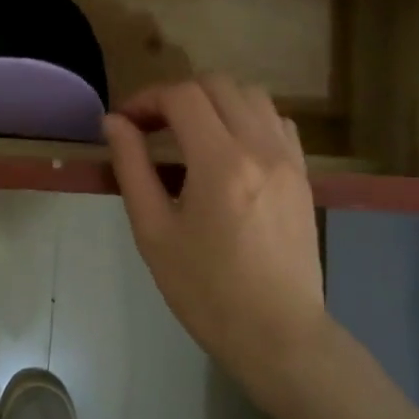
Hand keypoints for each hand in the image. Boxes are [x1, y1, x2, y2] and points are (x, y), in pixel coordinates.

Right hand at [102, 76, 336, 407]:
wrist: (277, 334)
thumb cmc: (205, 290)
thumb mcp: (154, 232)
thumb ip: (132, 168)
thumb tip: (115, 122)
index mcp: (220, 162)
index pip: (181, 97)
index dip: (146, 99)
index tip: (124, 123)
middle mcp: (260, 148)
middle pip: (217, 84)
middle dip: (177, 94)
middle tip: (150, 126)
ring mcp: (289, 158)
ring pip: (251, 94)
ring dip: (213, 100)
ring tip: (188, 132)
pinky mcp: (304, 174)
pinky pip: (276, 121)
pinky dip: (246, 116)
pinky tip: (227, 147)